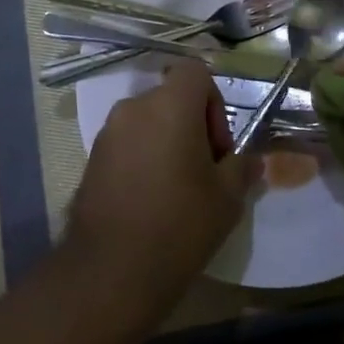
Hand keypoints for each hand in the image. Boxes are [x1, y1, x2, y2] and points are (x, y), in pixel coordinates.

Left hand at [63, 64, 252, 307]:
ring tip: (177, 190)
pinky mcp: (92, 158)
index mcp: (169, 105)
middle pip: (172, 98)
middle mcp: (134, 107)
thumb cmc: (179, 225)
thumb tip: (251, 160)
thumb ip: (242, 168)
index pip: (196, 72)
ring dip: (167, 142)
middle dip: (193, 126)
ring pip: (149, 121)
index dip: (214, 102)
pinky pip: (128, 143)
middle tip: (205, 172)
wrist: (111, 271)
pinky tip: (150, 200)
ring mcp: (108, 133)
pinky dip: (144, 158)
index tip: (218, 146)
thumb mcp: (227, 198)